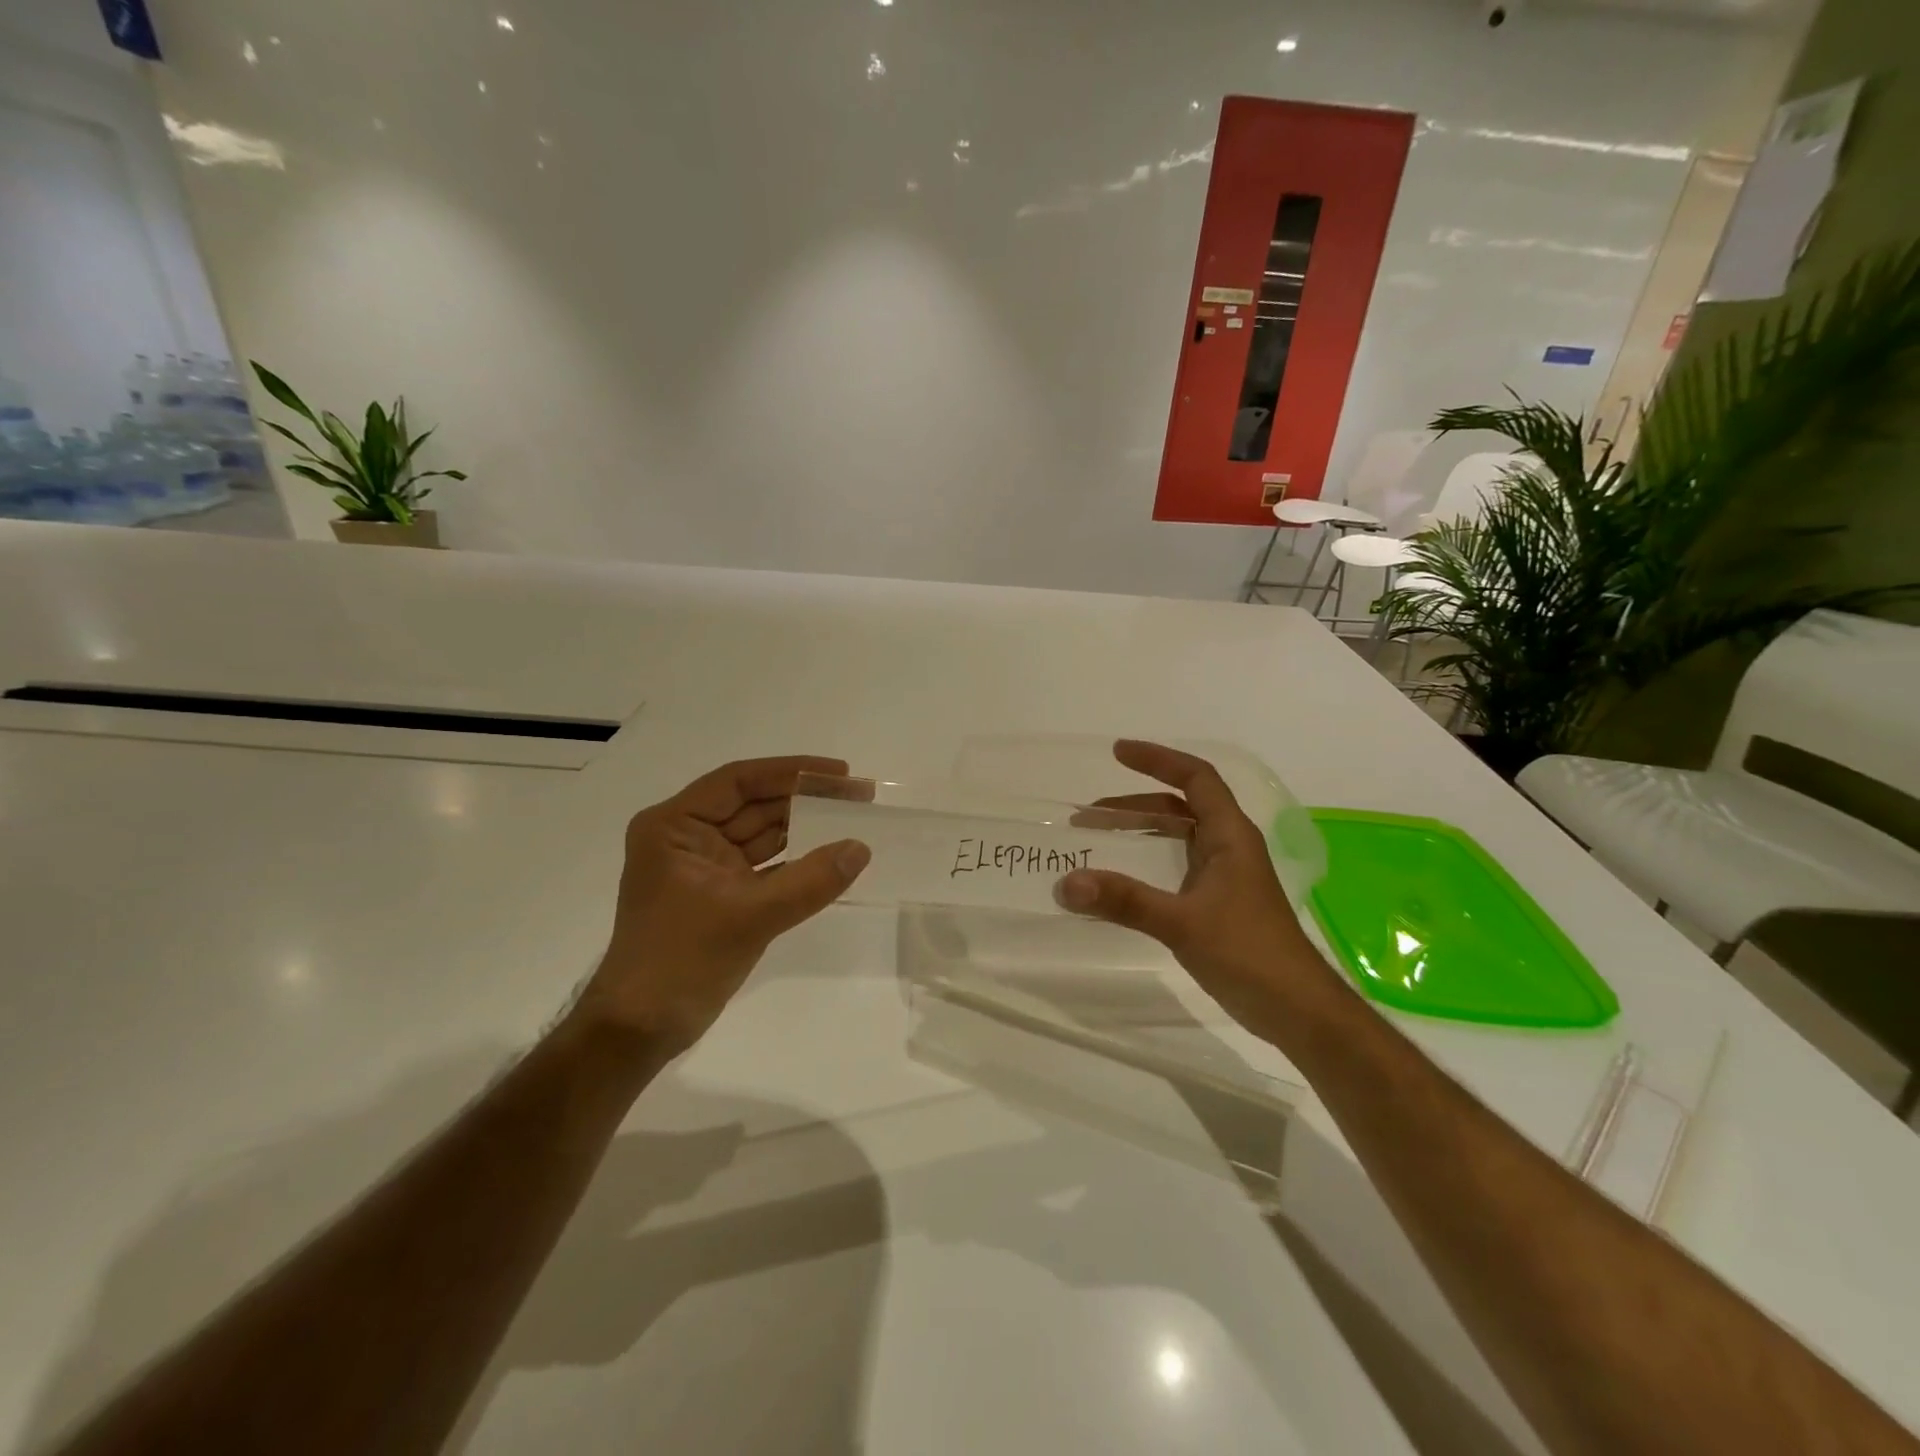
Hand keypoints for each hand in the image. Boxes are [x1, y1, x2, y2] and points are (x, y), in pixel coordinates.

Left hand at [571, 757, 870, 1056]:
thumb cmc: (680, 962)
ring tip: (854, 818)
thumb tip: (860, 848)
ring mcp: (704, 866)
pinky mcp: (720, 894)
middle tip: (859, 794)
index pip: (739, 782)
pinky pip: (765, 865)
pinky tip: (832, 856)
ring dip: (805, 828)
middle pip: (754, 804)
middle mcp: (687, 836)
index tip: (840, 772)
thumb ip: (809, 881)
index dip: (793, 771)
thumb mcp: (749, 916)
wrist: (641, 1030)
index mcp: (674, 825)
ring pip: (762, 834)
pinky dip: (796, 861)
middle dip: (806, 798)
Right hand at [1055, 741, 1329, 1034]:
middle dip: (1135, 802)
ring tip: (1098, 841)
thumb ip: (1125, 901)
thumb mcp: (1181, 922)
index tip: (1117, 752)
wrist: (1296, 1009)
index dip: (1158, 759)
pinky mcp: (1219, 903)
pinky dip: (1148, 862)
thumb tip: (1067, 883)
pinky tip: (1123, 881)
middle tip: (1089, 814)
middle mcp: (1229, 847)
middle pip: (1181, 807)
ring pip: (1178, 838)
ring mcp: (1225, 876)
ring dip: (1141, 832)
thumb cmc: (1248, 952)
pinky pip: (1177, 866)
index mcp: (1230, 835)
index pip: (1195, 778)